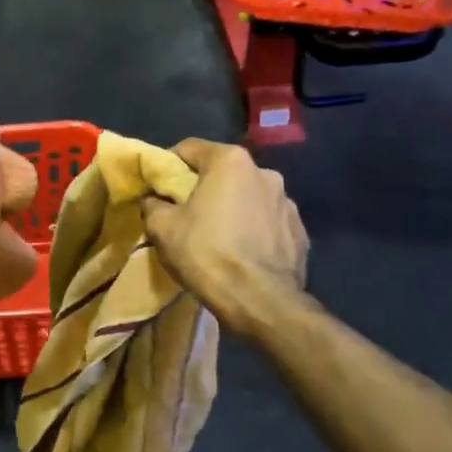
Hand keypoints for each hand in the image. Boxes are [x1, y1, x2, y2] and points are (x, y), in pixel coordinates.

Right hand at [140, 139, 310, 339]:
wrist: (262, 302)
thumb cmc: (207, 254)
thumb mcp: (161, 228)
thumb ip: (152, 204)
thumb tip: (154, 200)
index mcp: (230, 161)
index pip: (188, 148)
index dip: (168, 166)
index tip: (158, 188)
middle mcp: (264, 172)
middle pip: (221, 173)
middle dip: (202, 188)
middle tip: (185, 215)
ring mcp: (287, 202)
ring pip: (247, 197)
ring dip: (231, 209)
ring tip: (217, 238)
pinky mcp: (299, 231)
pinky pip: (267, 222)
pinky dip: (253, 230)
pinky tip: (241, 254)